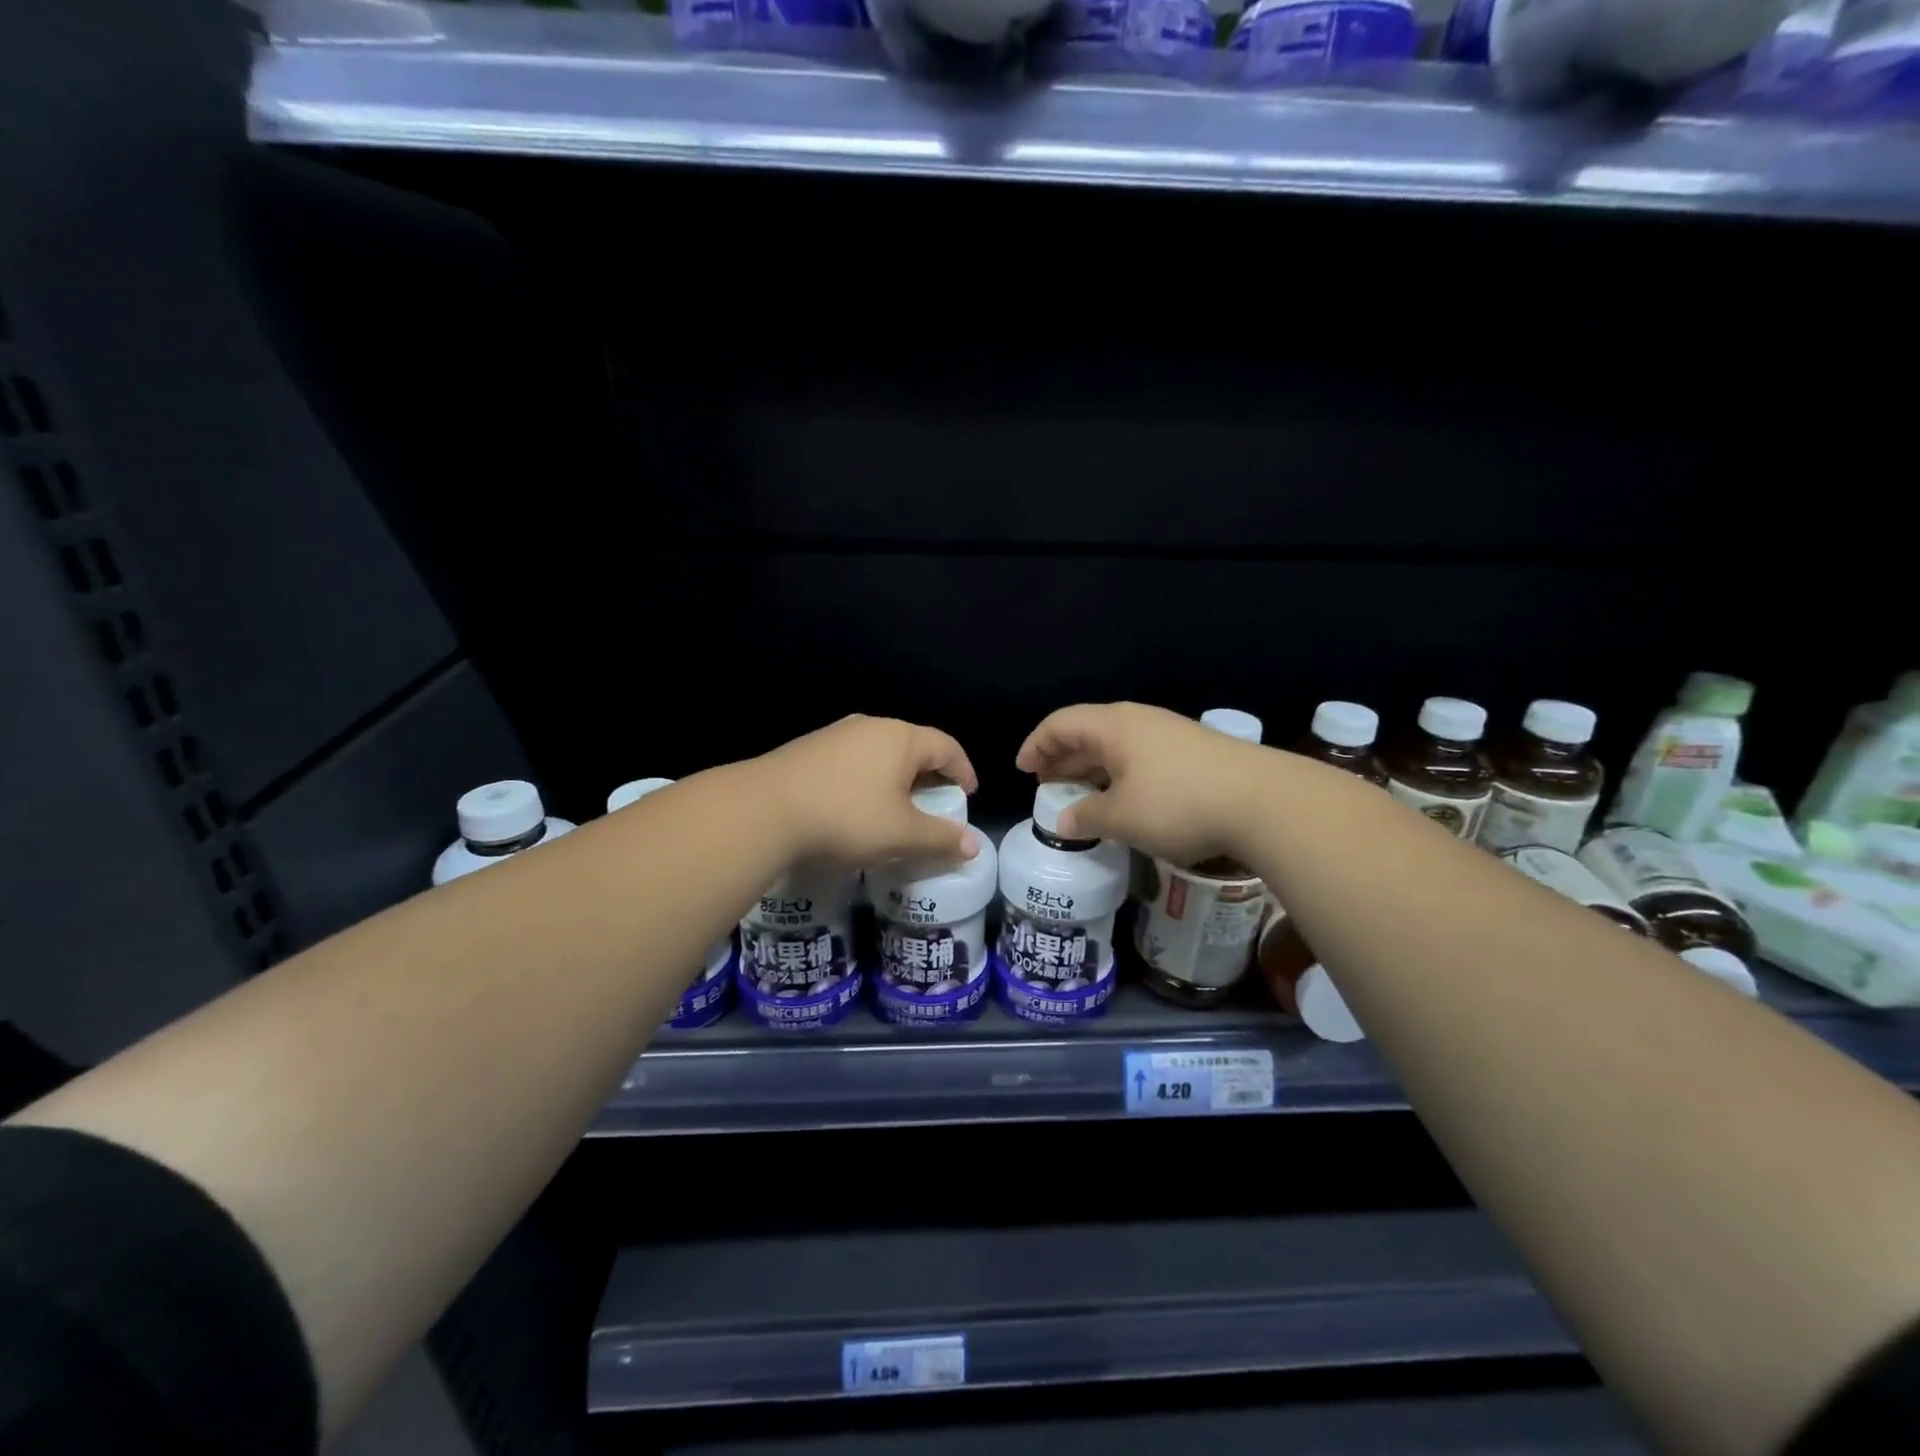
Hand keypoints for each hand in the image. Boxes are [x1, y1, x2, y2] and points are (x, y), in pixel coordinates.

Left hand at [754, 715, 979, 867]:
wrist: (764, 810)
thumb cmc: (847, 817)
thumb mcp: (901, 834)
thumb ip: (941, 838)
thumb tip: (973, 845)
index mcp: (901, 738)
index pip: (947, 747)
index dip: (963, 771)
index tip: (968, 796)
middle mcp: (871, 727)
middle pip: (913, 747)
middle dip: (930, 776)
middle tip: (935, 806)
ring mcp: (836, 735)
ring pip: (880, 753)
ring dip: (896, 779)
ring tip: (896, 809)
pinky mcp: (808, 749)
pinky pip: (852, 761)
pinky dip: (867, 780)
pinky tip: (856, 807)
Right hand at [1015, 702, 1265, 866]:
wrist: (1264, 801)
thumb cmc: (1178, 804)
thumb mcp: (1122, 817)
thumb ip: (1086, 816)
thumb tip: (1063, 821)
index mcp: (1113, 726)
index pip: (1060, 723)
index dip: (1036, 745)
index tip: (1022, 771)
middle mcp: (1138, 721)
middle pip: (1087, 731)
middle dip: (1062, 758)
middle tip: (1047, 785)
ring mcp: (1169, 733)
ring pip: (1116, 745)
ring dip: (1092, 768)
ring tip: (1081, 795)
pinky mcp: (1192, 752)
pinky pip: (1139, 756)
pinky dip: (1118, 774)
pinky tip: (1123, 799)